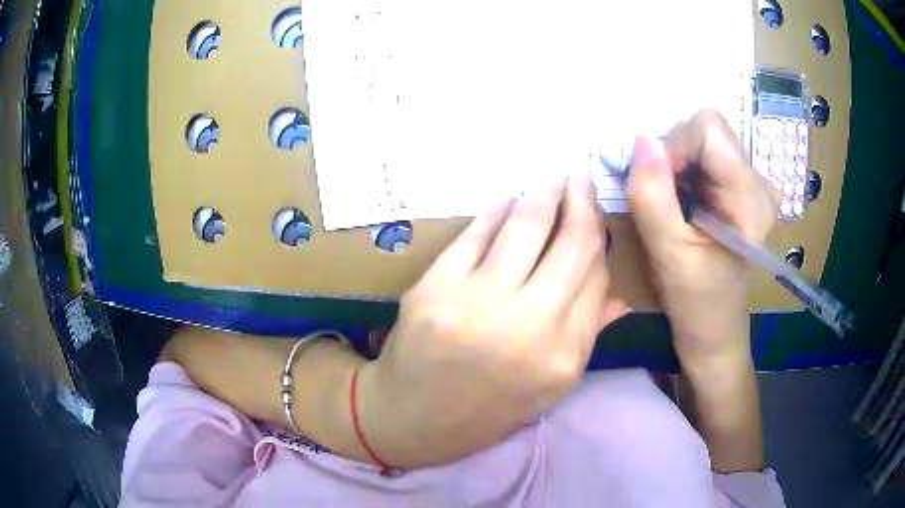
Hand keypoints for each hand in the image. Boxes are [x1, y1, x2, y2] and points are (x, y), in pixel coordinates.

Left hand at [358, 173, 626, 466]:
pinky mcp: (434, 288)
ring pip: (526, 227)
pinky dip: (496, 210)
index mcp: (562, 357)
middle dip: (581, 201)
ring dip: (544, 193)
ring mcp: (476, 304)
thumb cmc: (486, 410)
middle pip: (571, 245)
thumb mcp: (547, 388)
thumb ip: (586, 336)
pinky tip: (509, 197)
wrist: (410, 418)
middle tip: (581, 176)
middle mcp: (527, 327)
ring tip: (553, 176)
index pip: (596, 278)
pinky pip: (475, 234)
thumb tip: (619, 294)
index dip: (598, 238)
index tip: (595, 214)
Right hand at [627, 109, 778, 369]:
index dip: (674, 147)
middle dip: (673, 158)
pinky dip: (680, 173)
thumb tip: (640, 140)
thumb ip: (653, 197)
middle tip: (665, 203)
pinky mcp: (737, 188)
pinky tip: (682, 205)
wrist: (714, 330)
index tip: (658, 186)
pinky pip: (700, 157)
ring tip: (674, 209)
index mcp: (751, 197)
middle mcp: (757, 180)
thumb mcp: (669, 254)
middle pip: (704, 131)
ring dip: (674, 167)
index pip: (707, 128)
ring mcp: (748, 183)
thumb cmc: (698, 303)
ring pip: (699, 141)